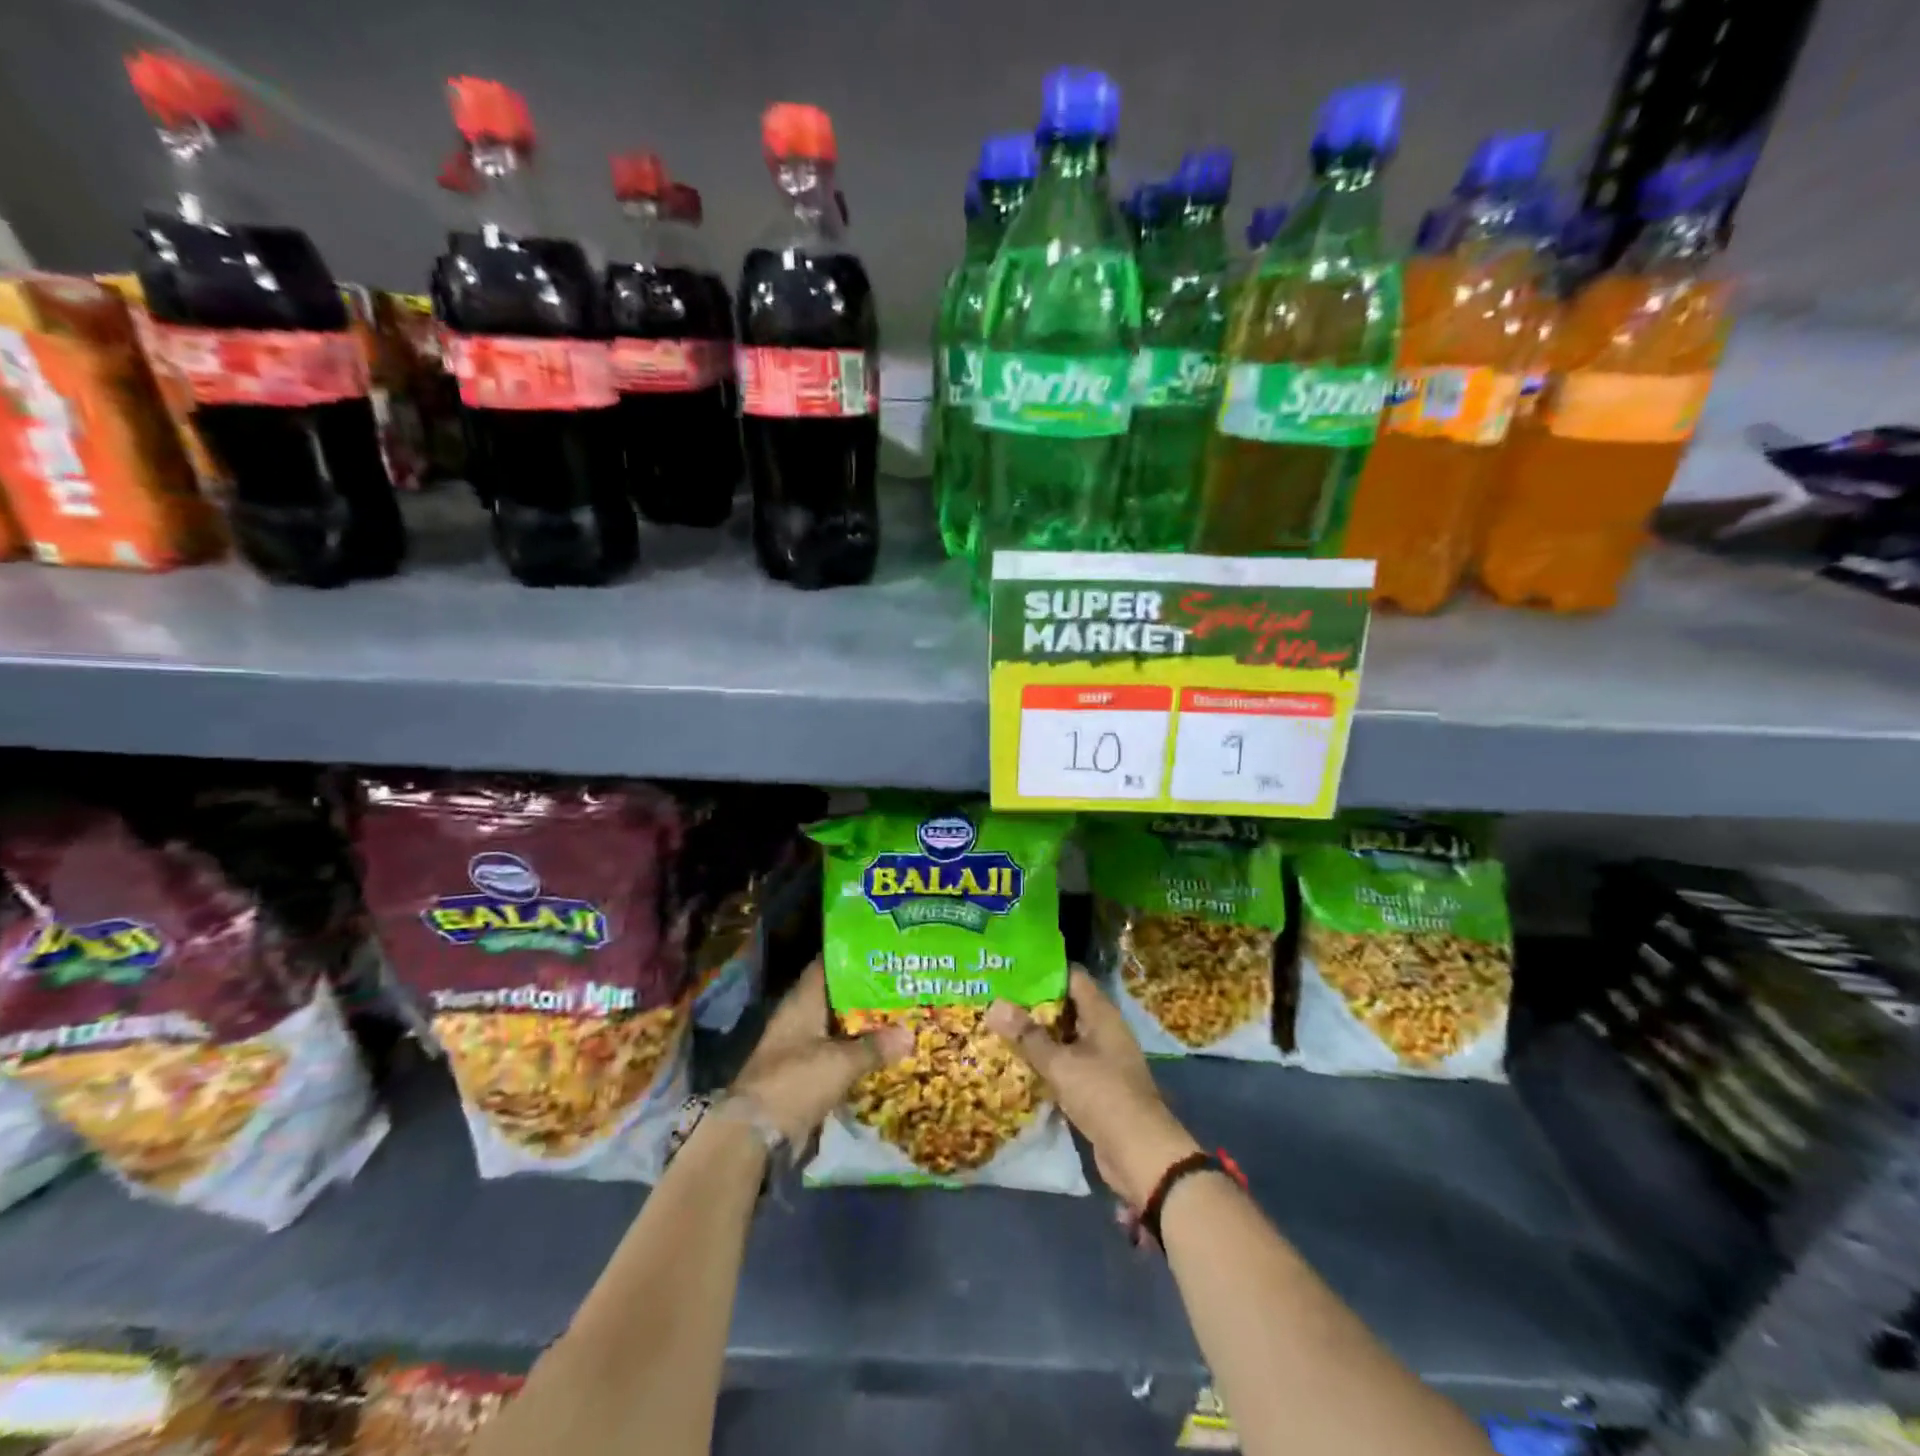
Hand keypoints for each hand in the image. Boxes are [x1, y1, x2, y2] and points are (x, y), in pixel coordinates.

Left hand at [731, 959, 912, 1144]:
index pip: (827, 965)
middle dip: (867, 993)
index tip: (883, 953)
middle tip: (902, 986)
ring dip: (864, 1025)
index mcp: (802, 1001)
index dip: (854, 957)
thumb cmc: (796, 1082)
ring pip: (838, 1027)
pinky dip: (856, 1052)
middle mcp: (800, 1017)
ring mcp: (800, 1046)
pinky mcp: (804, 1073)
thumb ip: (875, 1046)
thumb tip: (910, 1033)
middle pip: (837, 997)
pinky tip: (883, 1052)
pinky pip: (836, 1054)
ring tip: (900, 1016)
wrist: (756, 1134)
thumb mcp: (841, 1062)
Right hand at [985, 967, 1200, 1209]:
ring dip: (1038, 1034)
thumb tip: (994, 1004)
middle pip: (1066, 1006)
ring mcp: (1102, 1059)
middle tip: (997, 996)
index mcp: (1102, 1014)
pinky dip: (1046, 1060)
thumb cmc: (1103, 1095)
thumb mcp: (1061, 1064)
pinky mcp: (1096, 1086)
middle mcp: (1103, 1031)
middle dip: (1034, 1003)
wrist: (1140, 1154)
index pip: (1073, 977)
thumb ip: (1028, 1036)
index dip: (1044, 969)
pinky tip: (1018, 1062)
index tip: (1012, 967)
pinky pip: (1067, 1063)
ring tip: (1000, 1025)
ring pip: (1065, 1037)